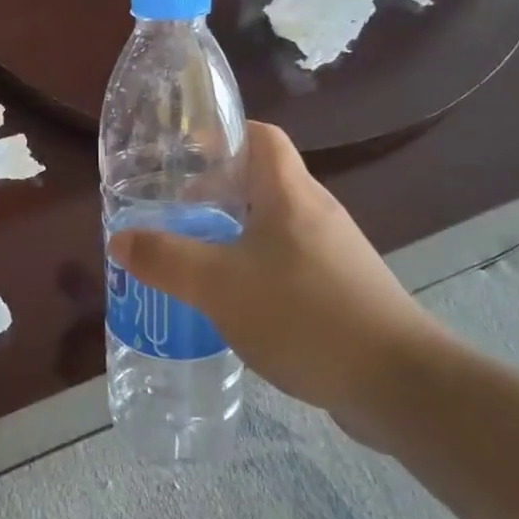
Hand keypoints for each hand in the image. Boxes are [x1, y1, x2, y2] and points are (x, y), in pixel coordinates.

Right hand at [109, 122, 455, 447]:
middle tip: (174, 210)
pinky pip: (289, 263)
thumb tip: (120, 238)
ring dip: (234, 233)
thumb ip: (165, 259)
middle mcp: (316, 213)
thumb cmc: (304, 315)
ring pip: (274, 225)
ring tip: (195, 256)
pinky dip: (257, 269)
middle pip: (262, 181)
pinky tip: (234, 302)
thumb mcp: (219, 285)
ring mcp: (334, 253)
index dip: (223, 134)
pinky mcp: (343, 290)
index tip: (183, 153)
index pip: (261, 136)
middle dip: (216, 190)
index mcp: (290, 194)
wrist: (398, 385)